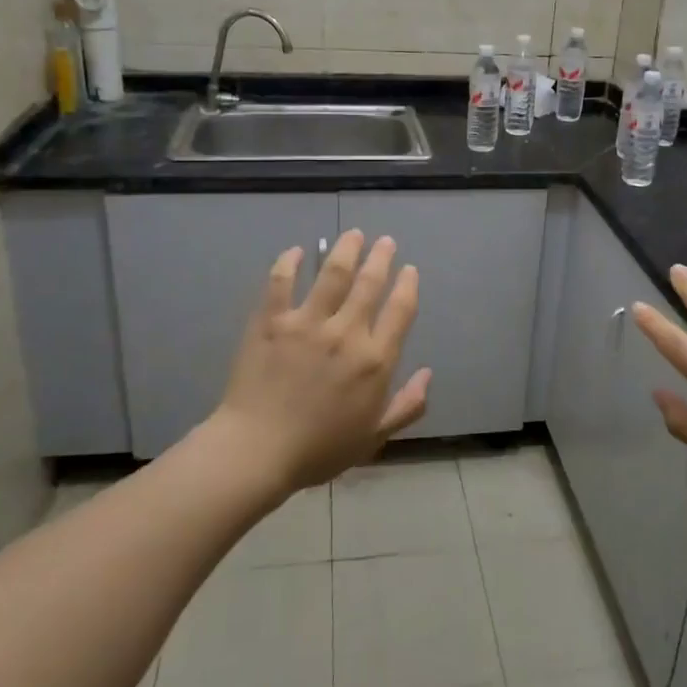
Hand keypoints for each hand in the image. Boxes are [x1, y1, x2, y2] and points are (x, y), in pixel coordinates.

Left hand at [208, 230, 431, 493]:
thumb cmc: (319, 449)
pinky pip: (281, 282)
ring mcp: (307, 322)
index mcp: (375, 360)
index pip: (400, 310)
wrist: (257, 451)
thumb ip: (406, 406)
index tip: (409, 270)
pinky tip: (296, 251)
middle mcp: (346, 332)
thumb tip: (429, 374)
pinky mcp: (272, 320)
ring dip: (345, 249)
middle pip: (370, 283)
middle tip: (385, 241)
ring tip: (353, 234)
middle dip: (381, 257)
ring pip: (332, 273)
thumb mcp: (374, 436)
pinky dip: (289, 262)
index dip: (407, 285)